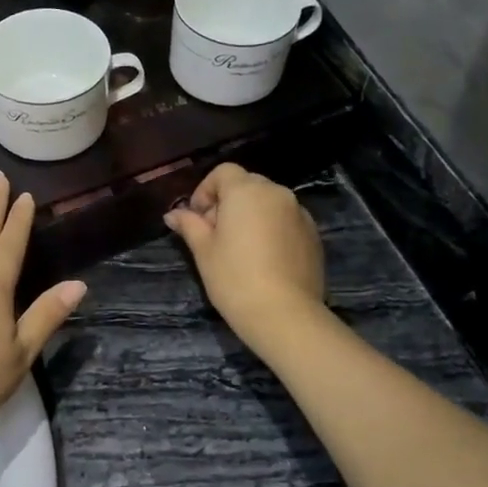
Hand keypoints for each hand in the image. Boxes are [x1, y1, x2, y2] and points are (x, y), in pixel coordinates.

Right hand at [163, 163, 325, 347]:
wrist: (284, 314)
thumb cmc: (234, 278)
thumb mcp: (203, 251)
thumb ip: (190, 225)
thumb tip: (173, 214)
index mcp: (246, 191)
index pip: (223, 172)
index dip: (205, 190)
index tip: (198, 218)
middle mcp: (277, 193)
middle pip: (248, 184)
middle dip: (228, 202)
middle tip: (216, 234)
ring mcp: (300, 213)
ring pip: (269, 203)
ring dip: (252, 215)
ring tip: (241, 249)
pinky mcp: (314, 235)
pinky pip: (286, 221)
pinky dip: (272, 229)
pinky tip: (264, 259)